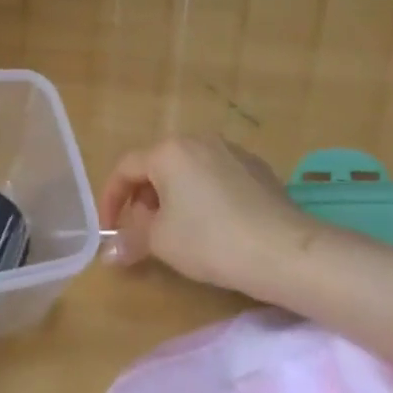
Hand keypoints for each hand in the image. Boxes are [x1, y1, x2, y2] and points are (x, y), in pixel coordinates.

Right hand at [96, 135, 306, 291]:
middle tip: (143, 233)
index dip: (110, 199)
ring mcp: (232, 151)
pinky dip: (203, 197)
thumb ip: (131, 240)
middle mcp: (199, 140)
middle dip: (143, 200)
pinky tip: (214, 227)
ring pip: (188, 171)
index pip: (126, 168)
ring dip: (173, 198)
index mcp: (169, 151)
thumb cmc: (210, 240)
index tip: (110, 230)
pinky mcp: (257, 168)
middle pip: (158, 166)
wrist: (283, 249)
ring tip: (177, 232)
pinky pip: (216, 177)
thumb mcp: (161, 243)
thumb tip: (110, 252)